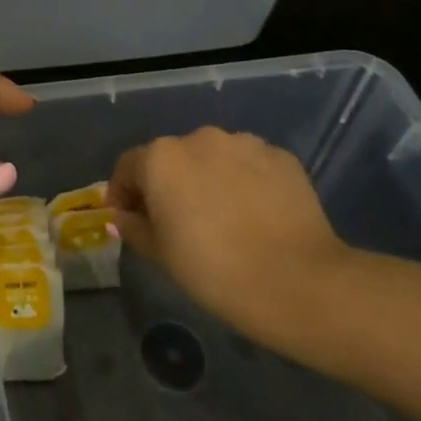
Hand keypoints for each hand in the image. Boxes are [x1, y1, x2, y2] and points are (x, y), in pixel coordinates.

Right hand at [106, 128, 349, 336]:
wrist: (298, 282)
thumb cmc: (214, 270)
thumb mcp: (160, 255)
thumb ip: (134, 228)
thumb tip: (123, 216)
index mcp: (161, 158)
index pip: (129, 167)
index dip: (124, 192)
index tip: (129, 218)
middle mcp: (199, 138)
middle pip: (173, 158)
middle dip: (170, 183)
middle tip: (178, 220)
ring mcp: (244, 143)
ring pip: (214, 158)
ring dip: (209, 178)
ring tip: (223, 216)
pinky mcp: (281, 156)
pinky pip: (251, 165)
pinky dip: (246, 182)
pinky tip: (256, 214)